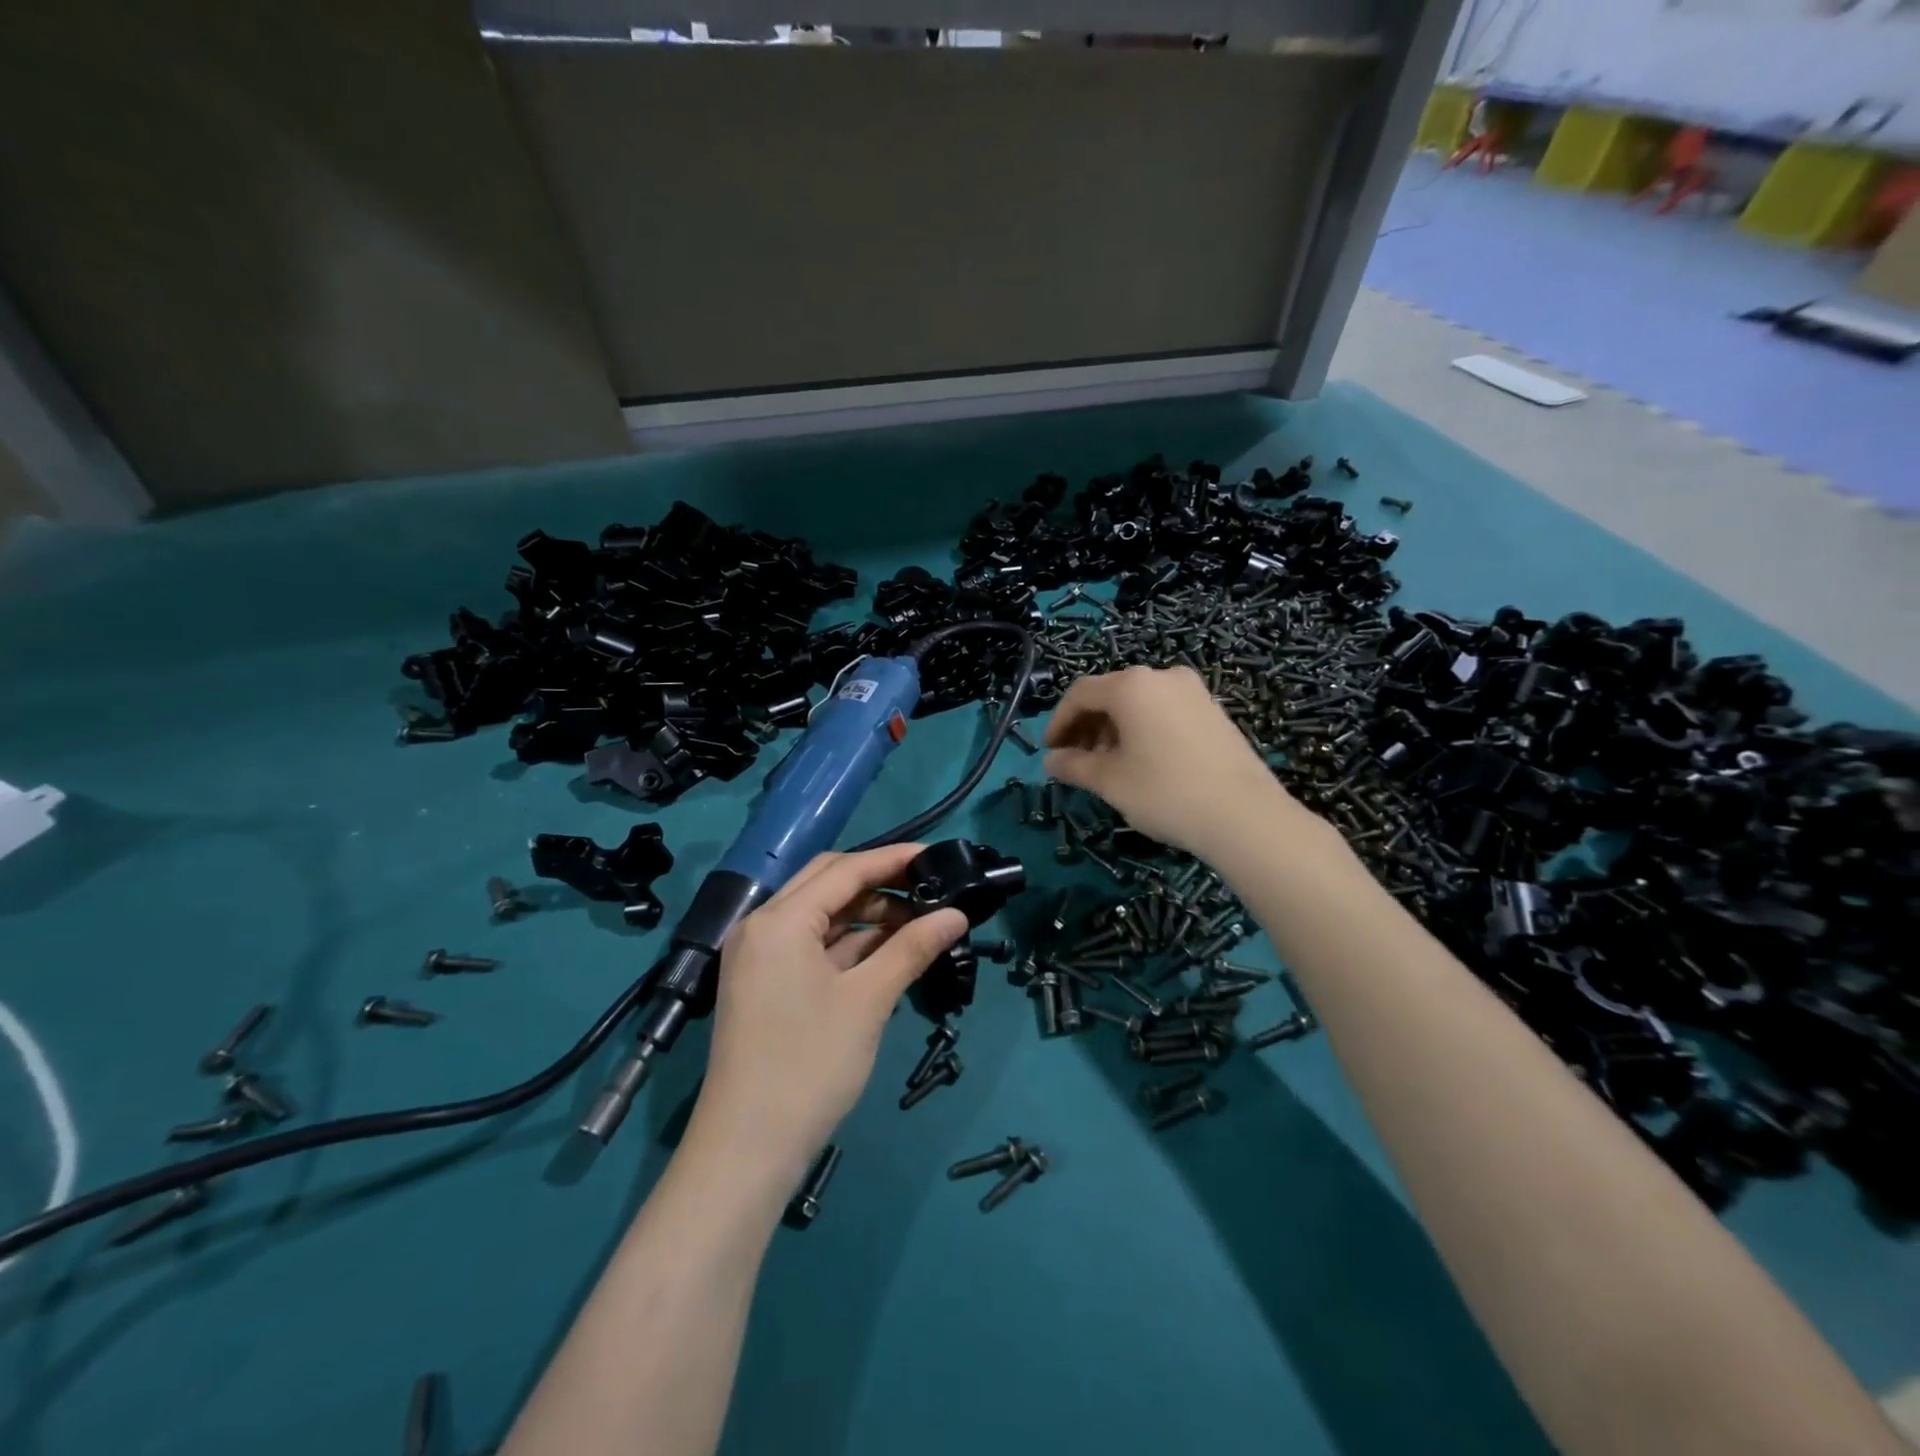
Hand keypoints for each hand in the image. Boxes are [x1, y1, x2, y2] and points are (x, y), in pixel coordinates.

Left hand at [690, 845, 967, 1184]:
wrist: (747, 1149)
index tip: (936, 854)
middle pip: (827, 884)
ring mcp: (760, 957)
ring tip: (918, 922)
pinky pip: (811, 945)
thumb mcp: (867, 1001)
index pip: (844, 870)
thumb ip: (911, 949)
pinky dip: (849, 943)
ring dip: (866, 915)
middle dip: (879, 882)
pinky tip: (887, 951)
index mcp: (779, 920)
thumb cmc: (809, 1065)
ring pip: (820, 915)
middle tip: (928, 887)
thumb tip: (957, 915)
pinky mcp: (765, 984)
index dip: (892, 859)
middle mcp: (762, 926)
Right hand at [1044, 665, 1296, 856]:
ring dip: (1115, 729)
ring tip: (1108, 766)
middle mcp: (1163, 677)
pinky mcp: (1213, 712)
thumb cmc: (1165, 792)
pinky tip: (1143, 763)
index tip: (1050, 751)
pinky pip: (1165, 712)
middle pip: (1111, 694)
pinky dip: (1143, 730)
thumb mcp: (1110, 781)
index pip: (1081, 693)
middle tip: (1076, 761)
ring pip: (1139, 703)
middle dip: (1087, 726)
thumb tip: (1051, 761)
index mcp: (1132, 686)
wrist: (1244, 816)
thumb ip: (1074, 765)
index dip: (1058, 721)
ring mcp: (1194, 692)